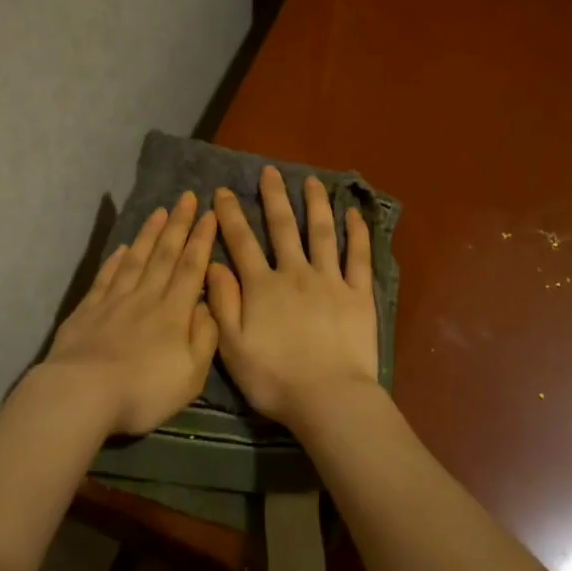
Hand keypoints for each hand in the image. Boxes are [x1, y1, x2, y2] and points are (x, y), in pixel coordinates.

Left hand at [41, 192, 219, 435]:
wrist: (83, 394)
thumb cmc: (144, 391)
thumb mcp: (191, 374)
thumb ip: (204, 338)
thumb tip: (208, 306)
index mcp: (174, 313)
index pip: (192, 268)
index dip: (201, 240)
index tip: (209, 214)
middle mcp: (146, 299)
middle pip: (164, 255)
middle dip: (178, 225)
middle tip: (186, 197)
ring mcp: (113, 302)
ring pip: (135, 259)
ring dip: (148, 234)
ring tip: (159, 212)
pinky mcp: (87, 311)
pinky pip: (106, 278)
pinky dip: (115, 261)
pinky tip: (121, 249)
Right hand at [206, 167, 378, 429]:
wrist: (329, 398)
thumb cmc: (275, 379)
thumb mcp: (232, 347)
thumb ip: (222, 303)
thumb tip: (213, 264)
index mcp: (262, 287)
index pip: (242, 242)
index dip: (231, 215)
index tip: (224, 191)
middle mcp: (295, 274)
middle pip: (282, 228)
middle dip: (273, 197)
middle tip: (269, 171)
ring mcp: (330, 281)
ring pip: (321, 233)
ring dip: (315, 204)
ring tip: (311, 181)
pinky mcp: (358, 295)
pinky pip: (358, 257)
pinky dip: (356, 233)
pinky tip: (353, 214)